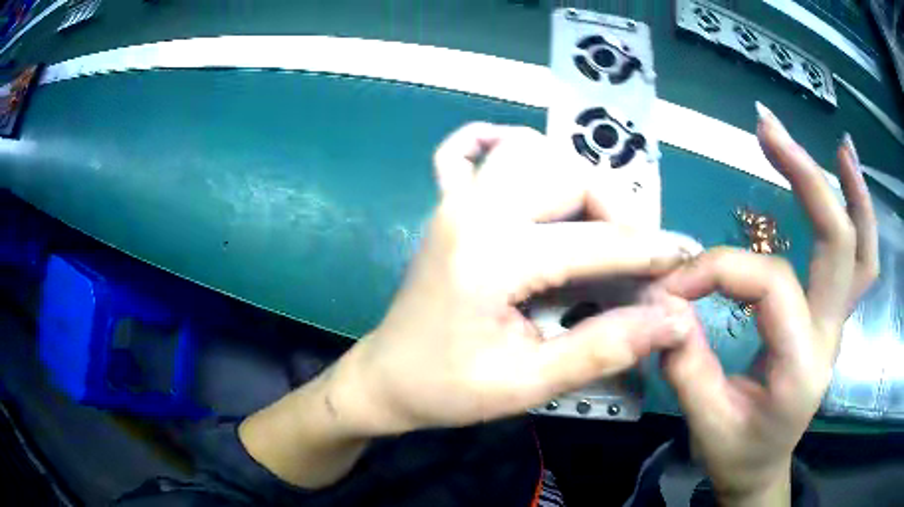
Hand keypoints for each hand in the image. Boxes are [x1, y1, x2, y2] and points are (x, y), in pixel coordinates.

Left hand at [327, 123, 698, 434]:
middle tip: (636, 254)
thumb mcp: (527, 384)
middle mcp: (473, 209)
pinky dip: (503, 145)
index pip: (595, 241)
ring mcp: (455, 199)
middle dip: (615, 209)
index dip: (650, 252)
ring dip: (575, 179)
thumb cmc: (447, 389)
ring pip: (531, 151)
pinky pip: (467, 150)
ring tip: (596, 225)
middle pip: (567, 174)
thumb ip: (604, 348)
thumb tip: (673, 321)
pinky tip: (529, 169)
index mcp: (492, 256)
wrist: (386, 378)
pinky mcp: (446, 205)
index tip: (686, 259)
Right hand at [657, 104, 878, 505]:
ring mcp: (838, 323)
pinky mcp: (834, 315)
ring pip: (862, 249)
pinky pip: (860, 261)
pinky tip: (848, 179)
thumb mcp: (705, 422)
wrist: (762, 468)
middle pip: (838, 242)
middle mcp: (831, 335)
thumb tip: (663, 301)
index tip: (671, 283)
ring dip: (851, 191)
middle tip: (767, 129)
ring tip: (840, 146)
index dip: (718, 269)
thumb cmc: (736, 453)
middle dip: (806, 178)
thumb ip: (685, 361)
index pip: (769, 284)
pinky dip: (860, 216)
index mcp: (801, 365)